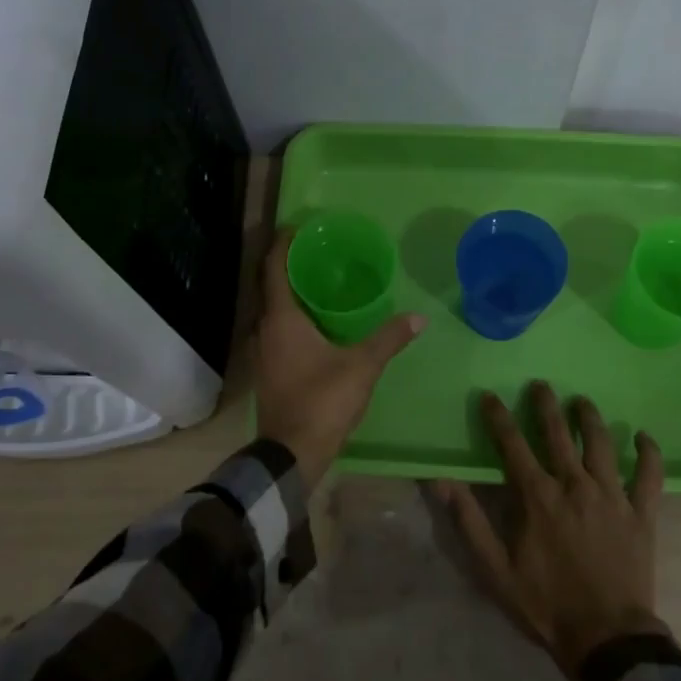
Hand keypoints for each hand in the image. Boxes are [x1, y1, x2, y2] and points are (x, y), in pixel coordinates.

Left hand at [254, 229, 424, 487]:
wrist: (292, 452)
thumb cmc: (322, 400)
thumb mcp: (362, 366)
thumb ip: (389, 339)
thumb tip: (418, 317)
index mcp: (281, 319)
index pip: (273, 268)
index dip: (283, 243)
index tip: (299, 227)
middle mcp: (263, 329)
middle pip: (270, 286)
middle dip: (289, 265)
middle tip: (317, 252)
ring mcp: (261, 351)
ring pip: (272, 310)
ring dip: (289, 293)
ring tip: (319, 282)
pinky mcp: (267, 369)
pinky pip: (275, 330)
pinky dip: (291, 317)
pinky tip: (315, 322)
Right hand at [435, 384, 665, 674]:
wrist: (607, 639)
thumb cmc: (546, 604)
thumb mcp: (495, 569)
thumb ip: (469, 521)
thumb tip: (443, 481)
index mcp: (537, 496)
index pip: (512, 444)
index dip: (499, 417)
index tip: (490, 396)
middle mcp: (574, 484)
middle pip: (558, 433)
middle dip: (546, 404)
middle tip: (541, 384)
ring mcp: (611, 495)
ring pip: (601, 443)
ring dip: (591, 418)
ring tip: (583, 401)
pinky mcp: (641, 513)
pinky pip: (650, 475)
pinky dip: (649, 453)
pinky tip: (644, 437)